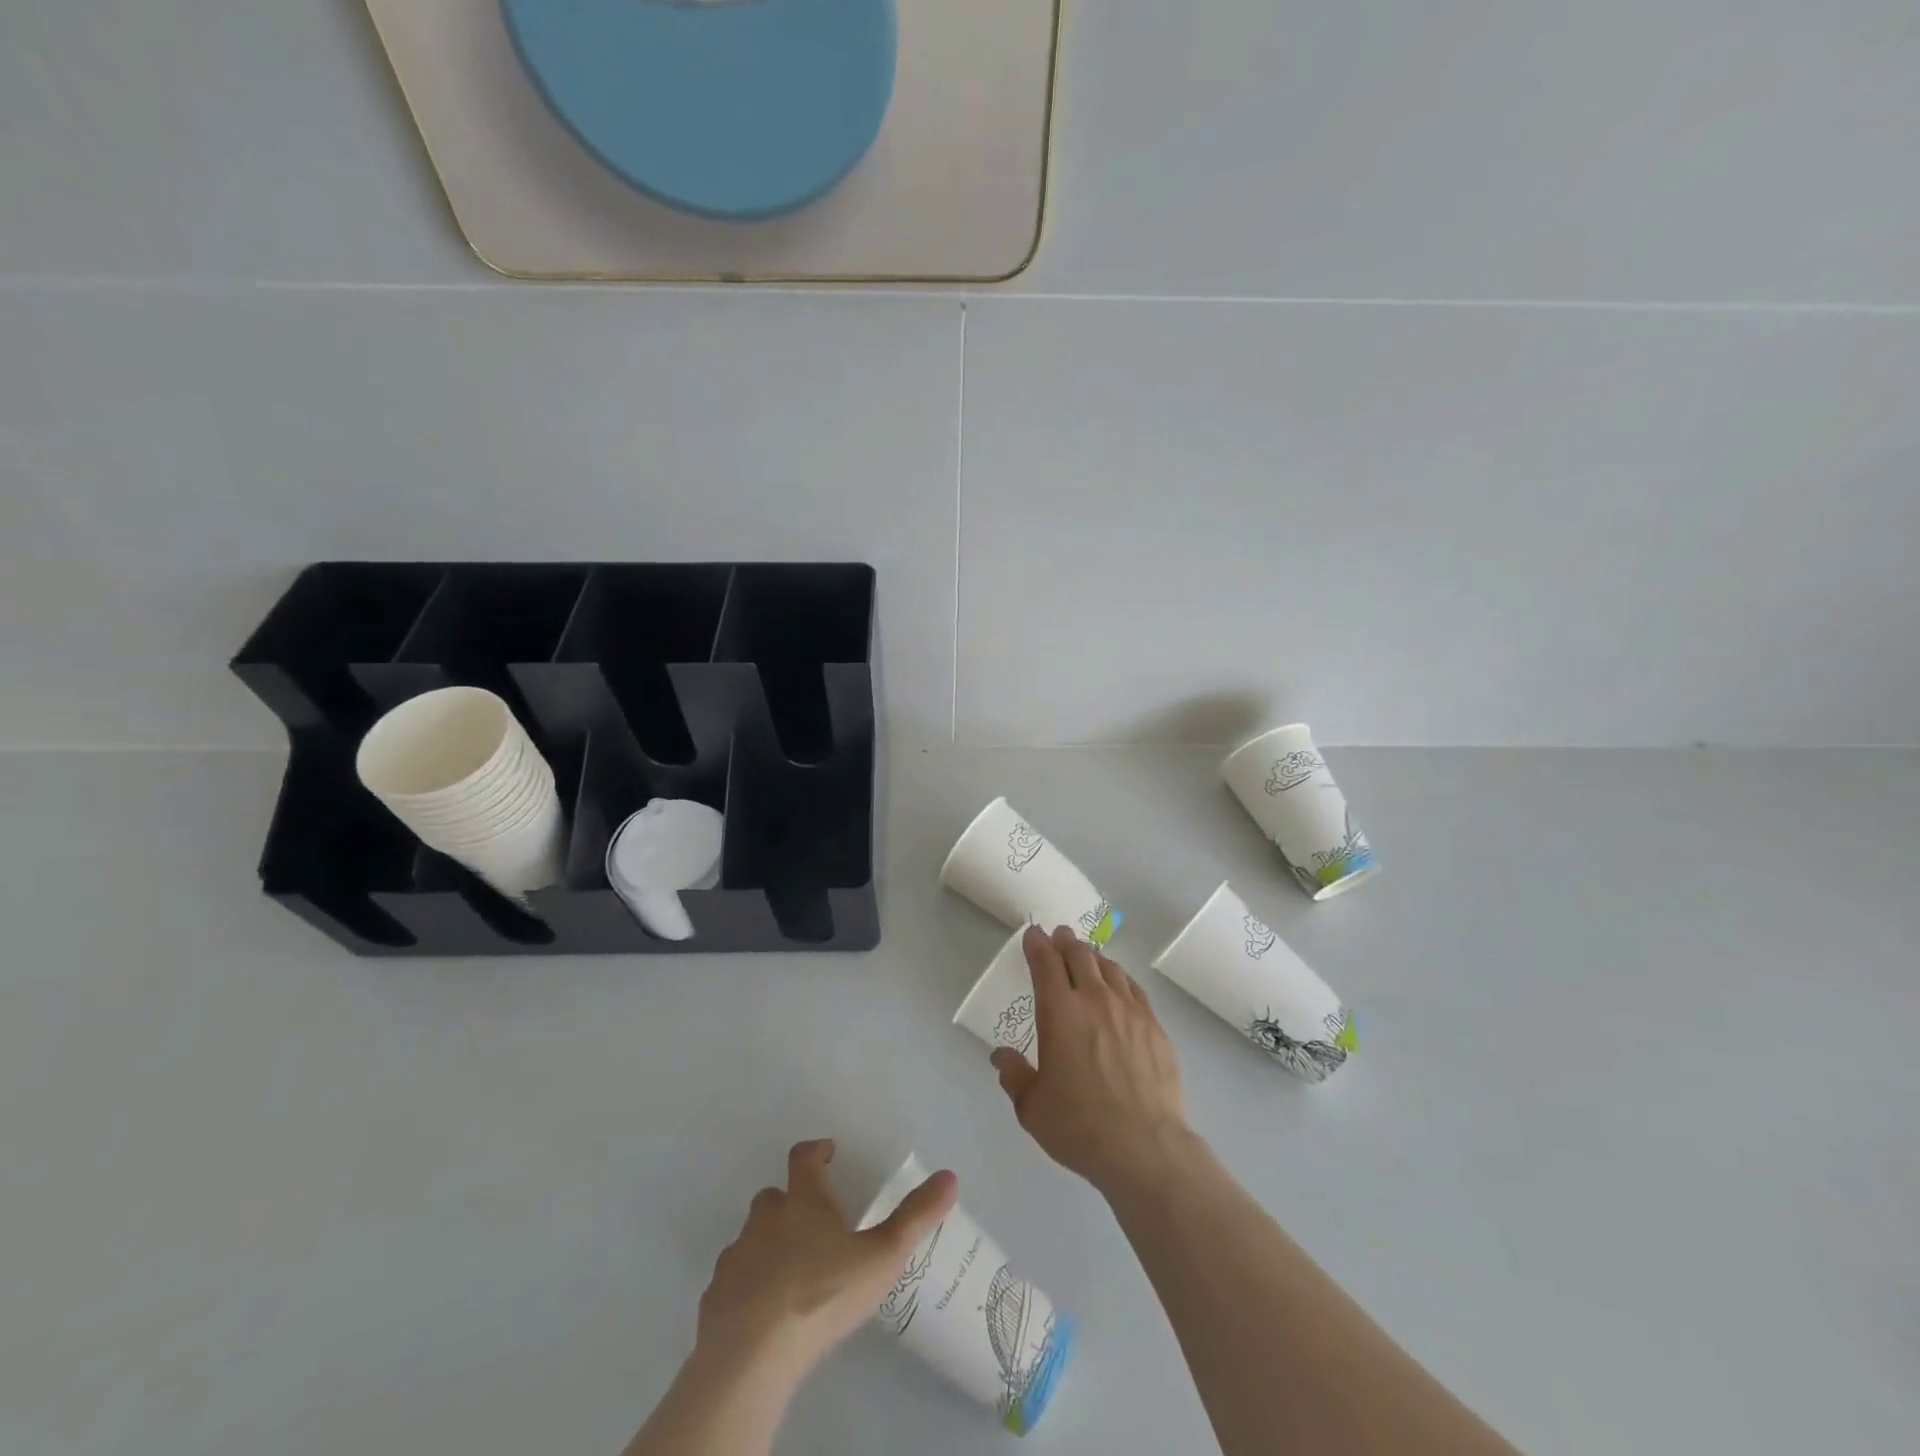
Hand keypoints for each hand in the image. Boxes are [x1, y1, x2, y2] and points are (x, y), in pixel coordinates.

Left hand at [694, 1139, 956, 1383]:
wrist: (752, 1355)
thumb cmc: (823, 1293)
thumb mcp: (882, 1256)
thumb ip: (916, 1217)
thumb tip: (950, 1175)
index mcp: (802, 1202)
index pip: (804, 1159)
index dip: (816, 1151)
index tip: (827, 1152)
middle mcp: (765, 1220)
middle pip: (773, 1197)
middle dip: (790, 1203)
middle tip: (812, 1223)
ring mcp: (736, 1258)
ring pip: (751, 1239)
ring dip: (767, 1245)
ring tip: (790, 1272)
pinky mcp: (715, 1298)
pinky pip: (732, 1281)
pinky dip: (746, 1286)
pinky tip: (763, 1313)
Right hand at [990, 926, 1194, 1198]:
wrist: (1144, 1146)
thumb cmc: (1079, 1126)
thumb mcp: (1032, 1107)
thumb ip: (1014, 1076)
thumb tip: (1001, 1056)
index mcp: (1059, 1012)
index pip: (1045, 964)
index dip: (1037, 945)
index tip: (1033, 934)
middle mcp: (1094, 1000)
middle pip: (1079, 956)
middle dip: (1066, 942)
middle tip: (1060, 936)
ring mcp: (1129, 1010)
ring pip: (1109, 968)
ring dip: (1093, 956)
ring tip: (1087, 955)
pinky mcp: (1154, 1026)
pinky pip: (1134, 988)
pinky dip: (1120, 978)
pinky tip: (1119, 983)